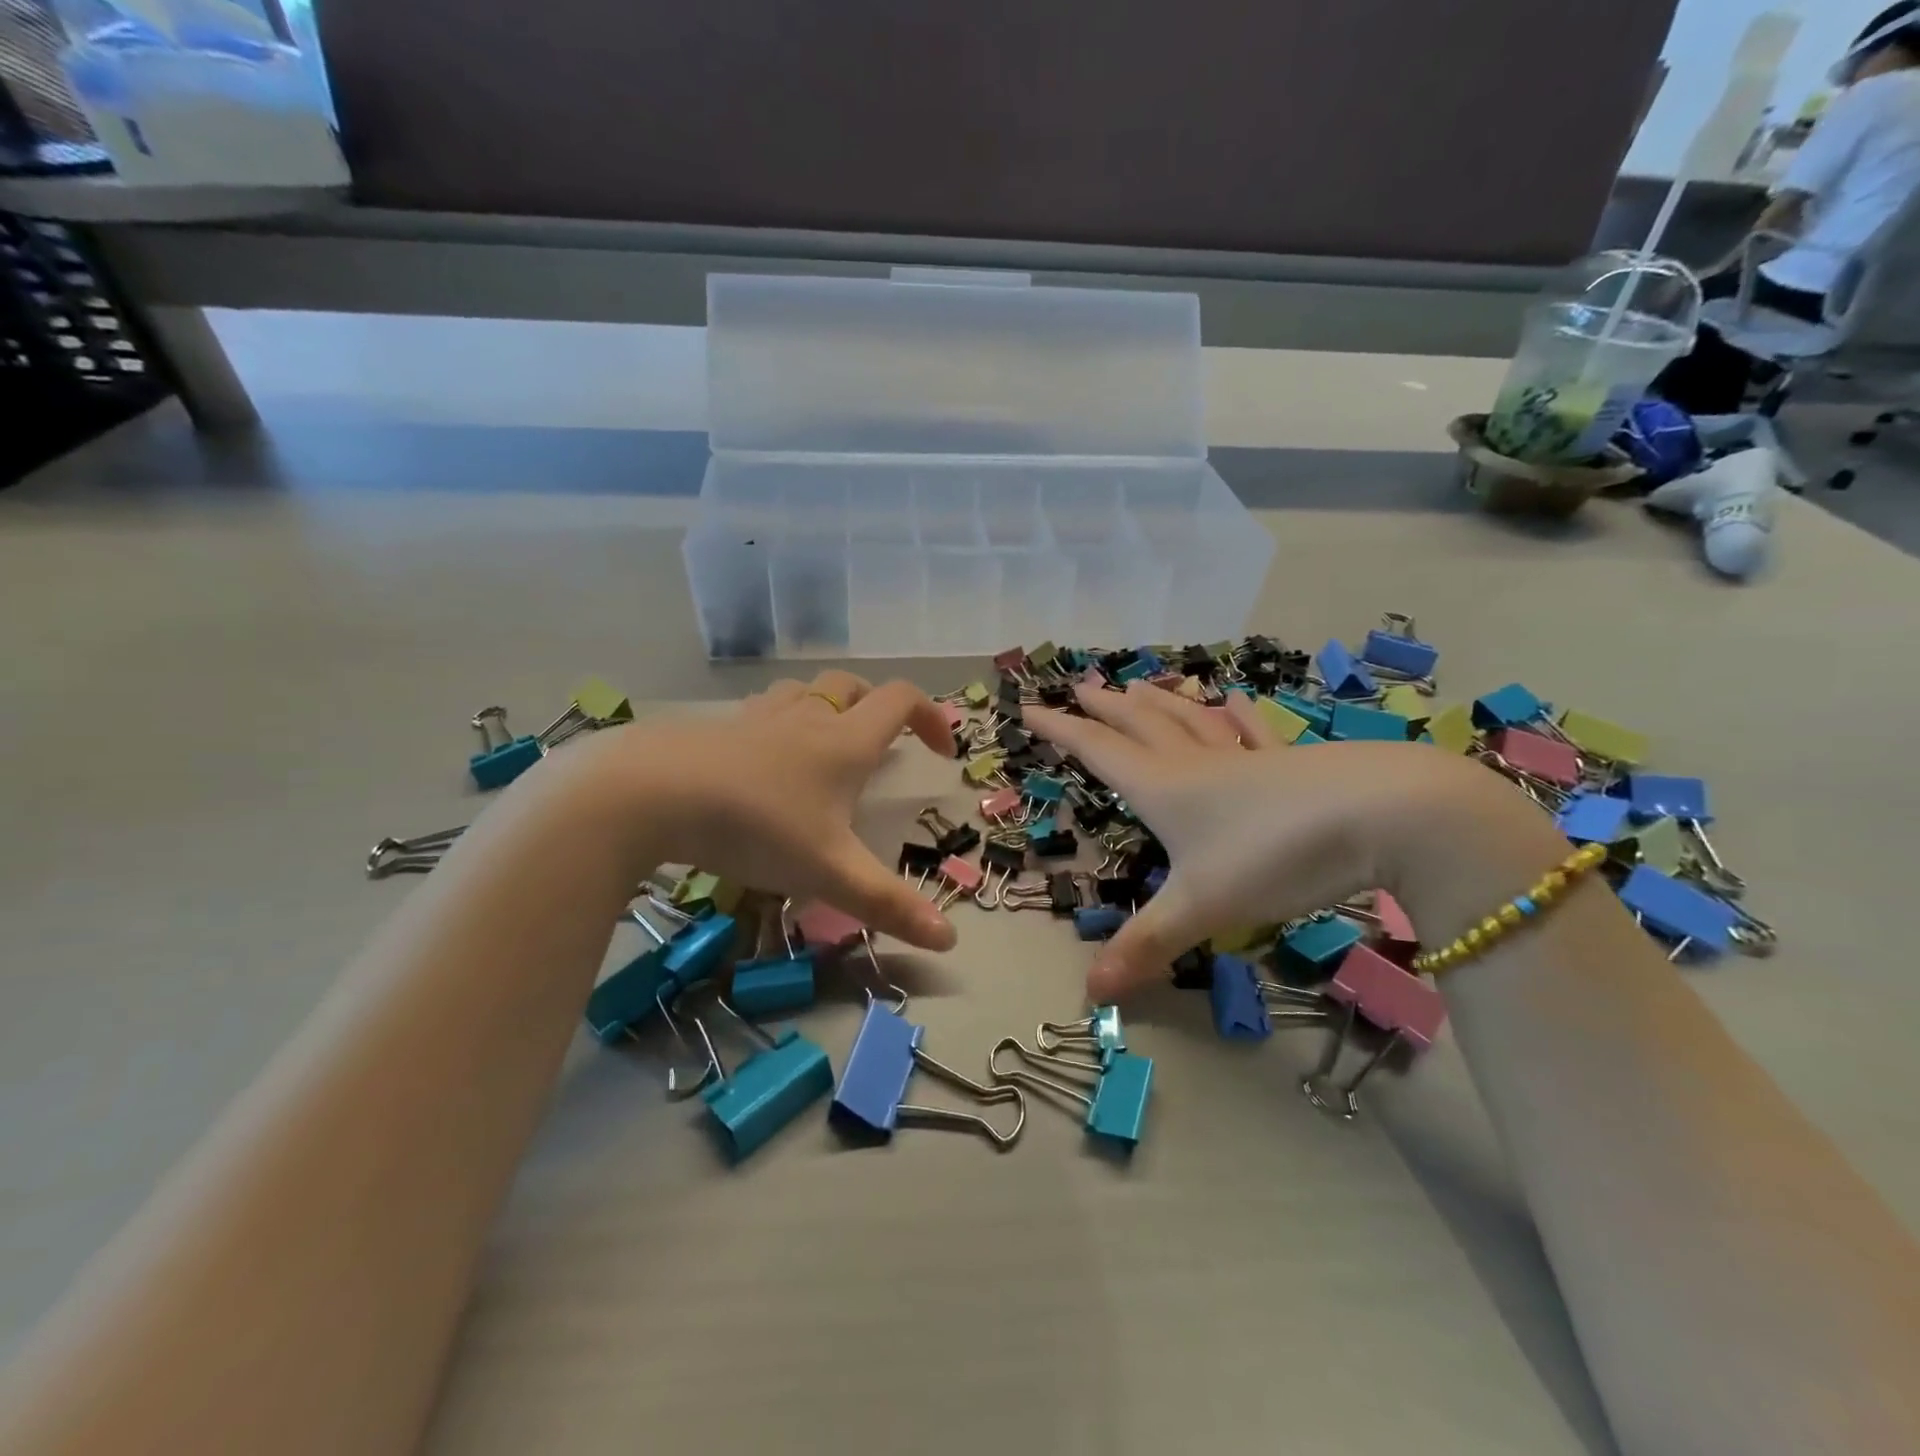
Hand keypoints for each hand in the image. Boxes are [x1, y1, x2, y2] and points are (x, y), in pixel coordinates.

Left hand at [577, 671, 958, 951]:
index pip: (902, 700)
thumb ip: (889, 905)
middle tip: (882, 745)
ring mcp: (757, 716)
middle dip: (876, 707)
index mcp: (845, 741)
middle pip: (852, 687)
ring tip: (823, 749)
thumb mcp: (829, 873)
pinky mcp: (716, 727)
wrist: (651, 794)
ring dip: (825, 709)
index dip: (931, 717)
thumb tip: (951, 942)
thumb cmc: (756, 827)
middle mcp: (806, 716)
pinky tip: (761, 764)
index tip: (942, 753)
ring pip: (803, 693)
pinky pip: (760, 713)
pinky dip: (777, 726)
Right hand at [1029, 683, 1547, 1001]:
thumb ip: (1147, 946)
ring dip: (1161, 702)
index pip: (1098, 752)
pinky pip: (1253, 731)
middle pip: (1140, 725)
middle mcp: (1195, 764)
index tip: (1031, 708)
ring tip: (1141, 684)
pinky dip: (1237, 715)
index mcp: (1162, 789)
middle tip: (1081, 686)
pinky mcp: (1290, 761)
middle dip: (1106, 708)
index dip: (1062, 731)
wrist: (1380, 814)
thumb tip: (1090, 994)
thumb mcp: (1202, 907)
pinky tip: (1234, 699)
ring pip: (1191, 721)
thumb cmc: (1273, 855)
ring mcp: (1245, 758)